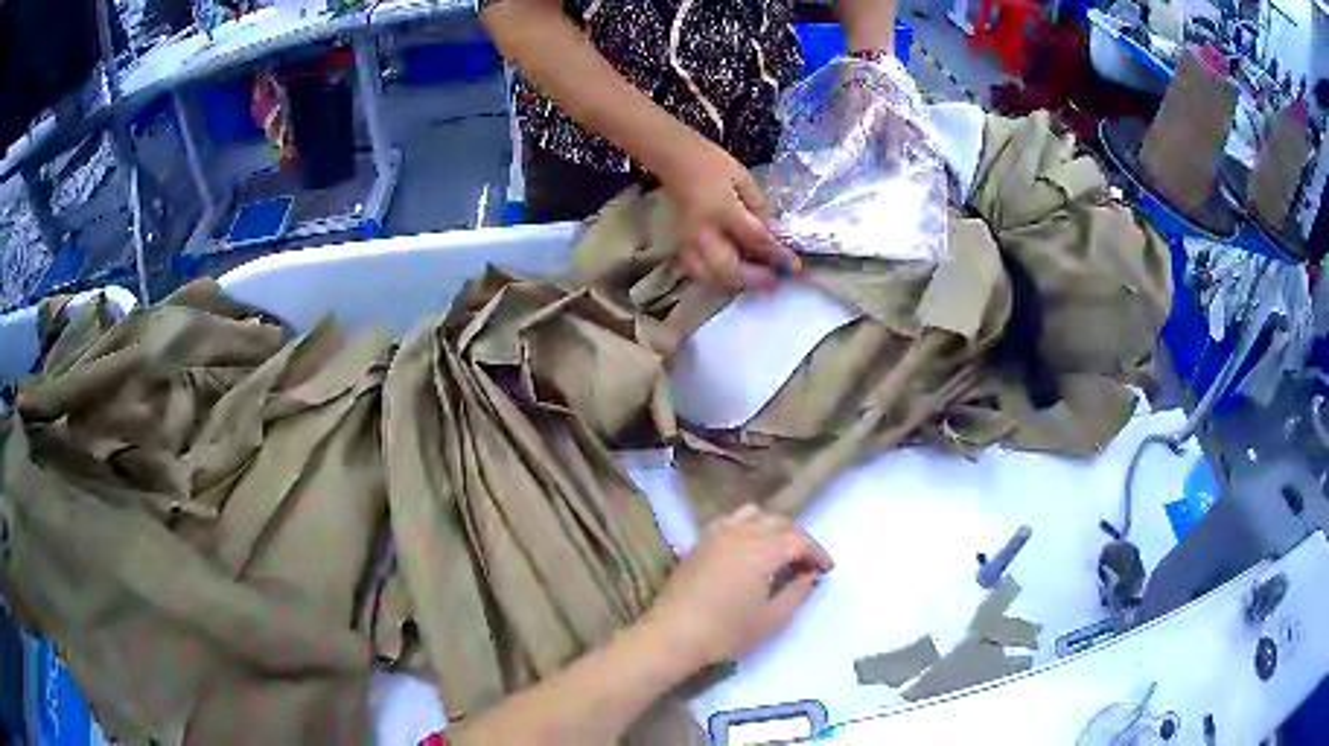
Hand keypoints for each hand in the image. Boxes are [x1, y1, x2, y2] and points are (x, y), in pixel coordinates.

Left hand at [640, 504, 832, 672]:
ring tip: (778, 552)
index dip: (817, 553)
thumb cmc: (726, 633)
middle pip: (778, 522)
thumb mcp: (772, 620)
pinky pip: (730, 521)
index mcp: (762, 550)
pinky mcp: (699, 542)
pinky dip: (747, 527)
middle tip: (806, 563)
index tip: (827, 570)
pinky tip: (747, 550)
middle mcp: (740, 533)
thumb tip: (809, 575)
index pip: (799, 540)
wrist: (672, 635)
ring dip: (772, 528)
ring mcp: (716, 534)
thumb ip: (797, 592)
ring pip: (754, 515)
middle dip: (798, 539)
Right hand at [659, 140, 800, 291]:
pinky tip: (728, 276)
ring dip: (736, 283)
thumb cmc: (711, 163)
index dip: (777, 255)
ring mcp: (688, 242)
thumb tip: (774, 234)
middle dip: (756, 279)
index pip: (755, 239)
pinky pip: (696, 272)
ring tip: (755, 281)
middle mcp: (703, 232)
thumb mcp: (743, 179)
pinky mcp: (679, 246)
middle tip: (776, 281)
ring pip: (711, 277)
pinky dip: (713, 279)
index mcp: (723, 210)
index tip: (794, 265)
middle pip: (730, 269)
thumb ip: (759, 208)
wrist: (674, 159)